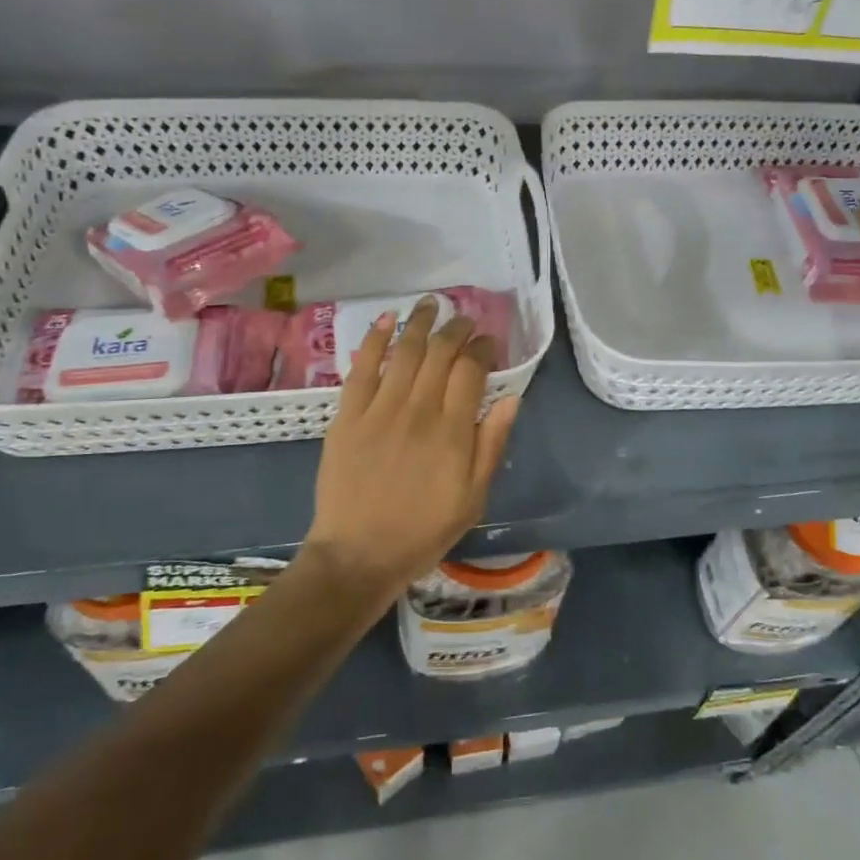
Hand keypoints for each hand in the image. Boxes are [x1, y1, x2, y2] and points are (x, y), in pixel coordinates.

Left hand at [304, 296, 519, 602]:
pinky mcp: (347, 415)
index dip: (482, 348)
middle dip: (456, 328)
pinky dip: (374, 340)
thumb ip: (492, 444)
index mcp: (452, 431)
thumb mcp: (473, 498)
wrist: (357, 555)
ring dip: (421, 323)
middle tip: (464, 319)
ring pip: (404, 352)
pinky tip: (386, 320)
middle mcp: (417, 410)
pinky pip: (362, 368)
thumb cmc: (422, 531)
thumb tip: (511, 397)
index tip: (488, 341)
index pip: (471, 370)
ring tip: (431, 304)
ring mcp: (379, 410)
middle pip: (440, 353)